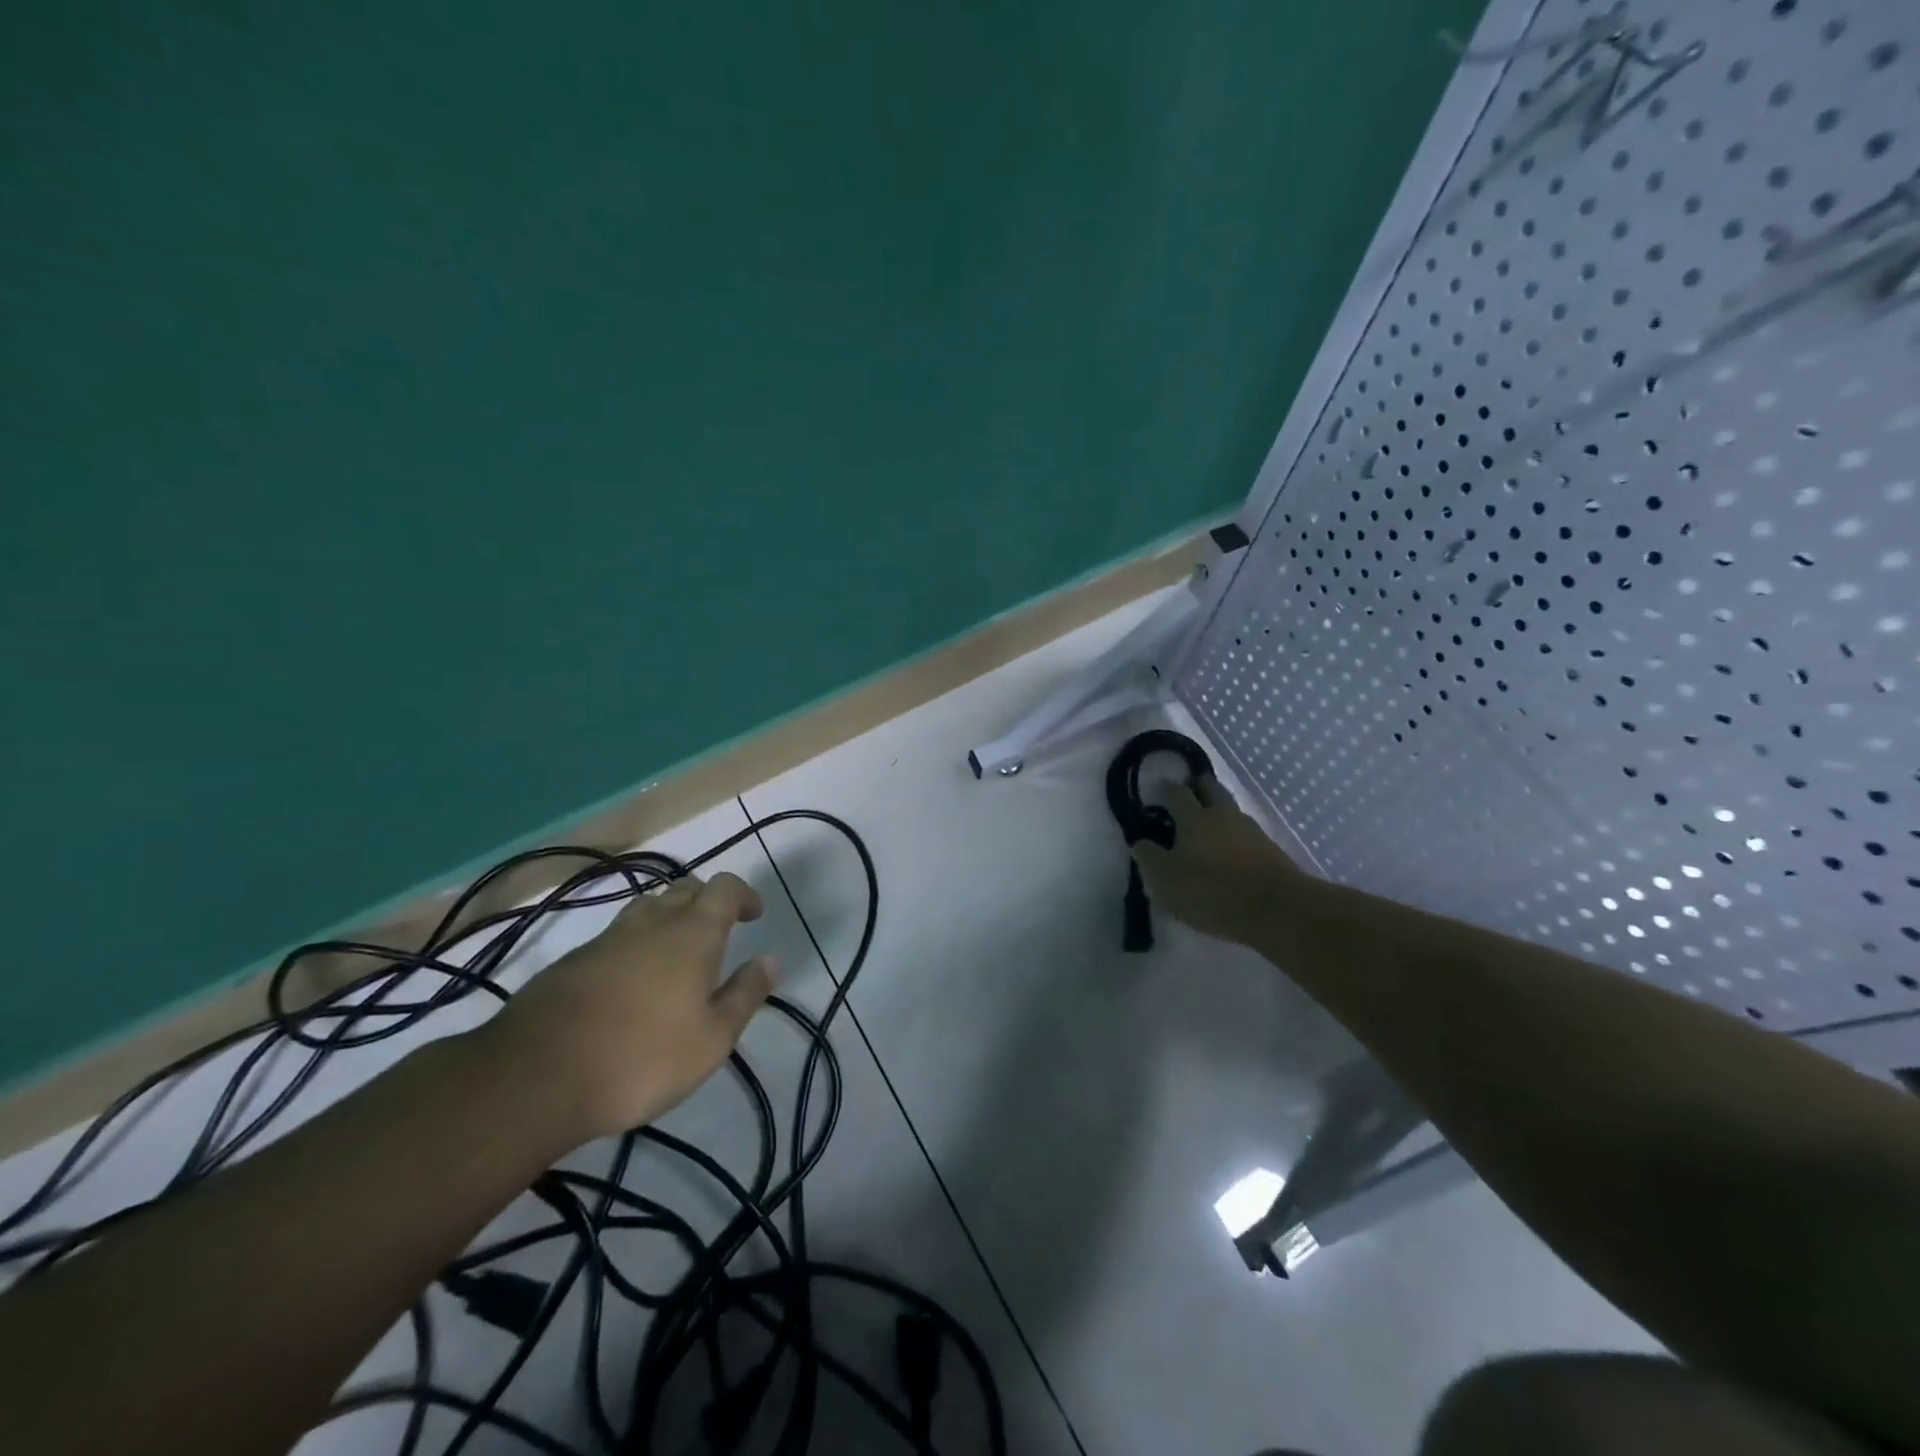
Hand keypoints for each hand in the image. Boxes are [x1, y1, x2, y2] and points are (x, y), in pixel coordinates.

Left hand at [478, 871, 777, 1143]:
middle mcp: (652, 923)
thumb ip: (745, 994)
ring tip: (677, 953)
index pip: (724, 888)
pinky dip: (636, 945)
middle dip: (707, 902)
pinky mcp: (573, 961)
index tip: (754, 915)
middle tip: (720, 932)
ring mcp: (607, 939)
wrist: (536, 1077)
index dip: (743, 894)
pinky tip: (632, 982)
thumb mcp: (713, 1038)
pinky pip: (617, 937)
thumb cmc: (642, 1057)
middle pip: (685, 890)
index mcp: (693, 933)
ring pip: (648, 909)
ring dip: (669, 918)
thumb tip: (771, 959)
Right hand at [1132, 776, 1304, 945]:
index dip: (1168, 789)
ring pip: (1231, 809)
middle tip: (1190, 791)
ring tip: (1209, 823)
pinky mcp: (1271, 850)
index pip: (1178, 793)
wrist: (1276, 909)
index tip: (1161, 788)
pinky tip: (1231, 849)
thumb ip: (1149, 858)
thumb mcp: (1166, 880)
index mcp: (1193, 818)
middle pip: (1211, 789)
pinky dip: (1235, 835)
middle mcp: (1223, 815)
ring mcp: (1251, 831)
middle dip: (1200, 786)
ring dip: (1219, 810)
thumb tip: (1141, 841)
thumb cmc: (1211, 891)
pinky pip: (1246, 833)